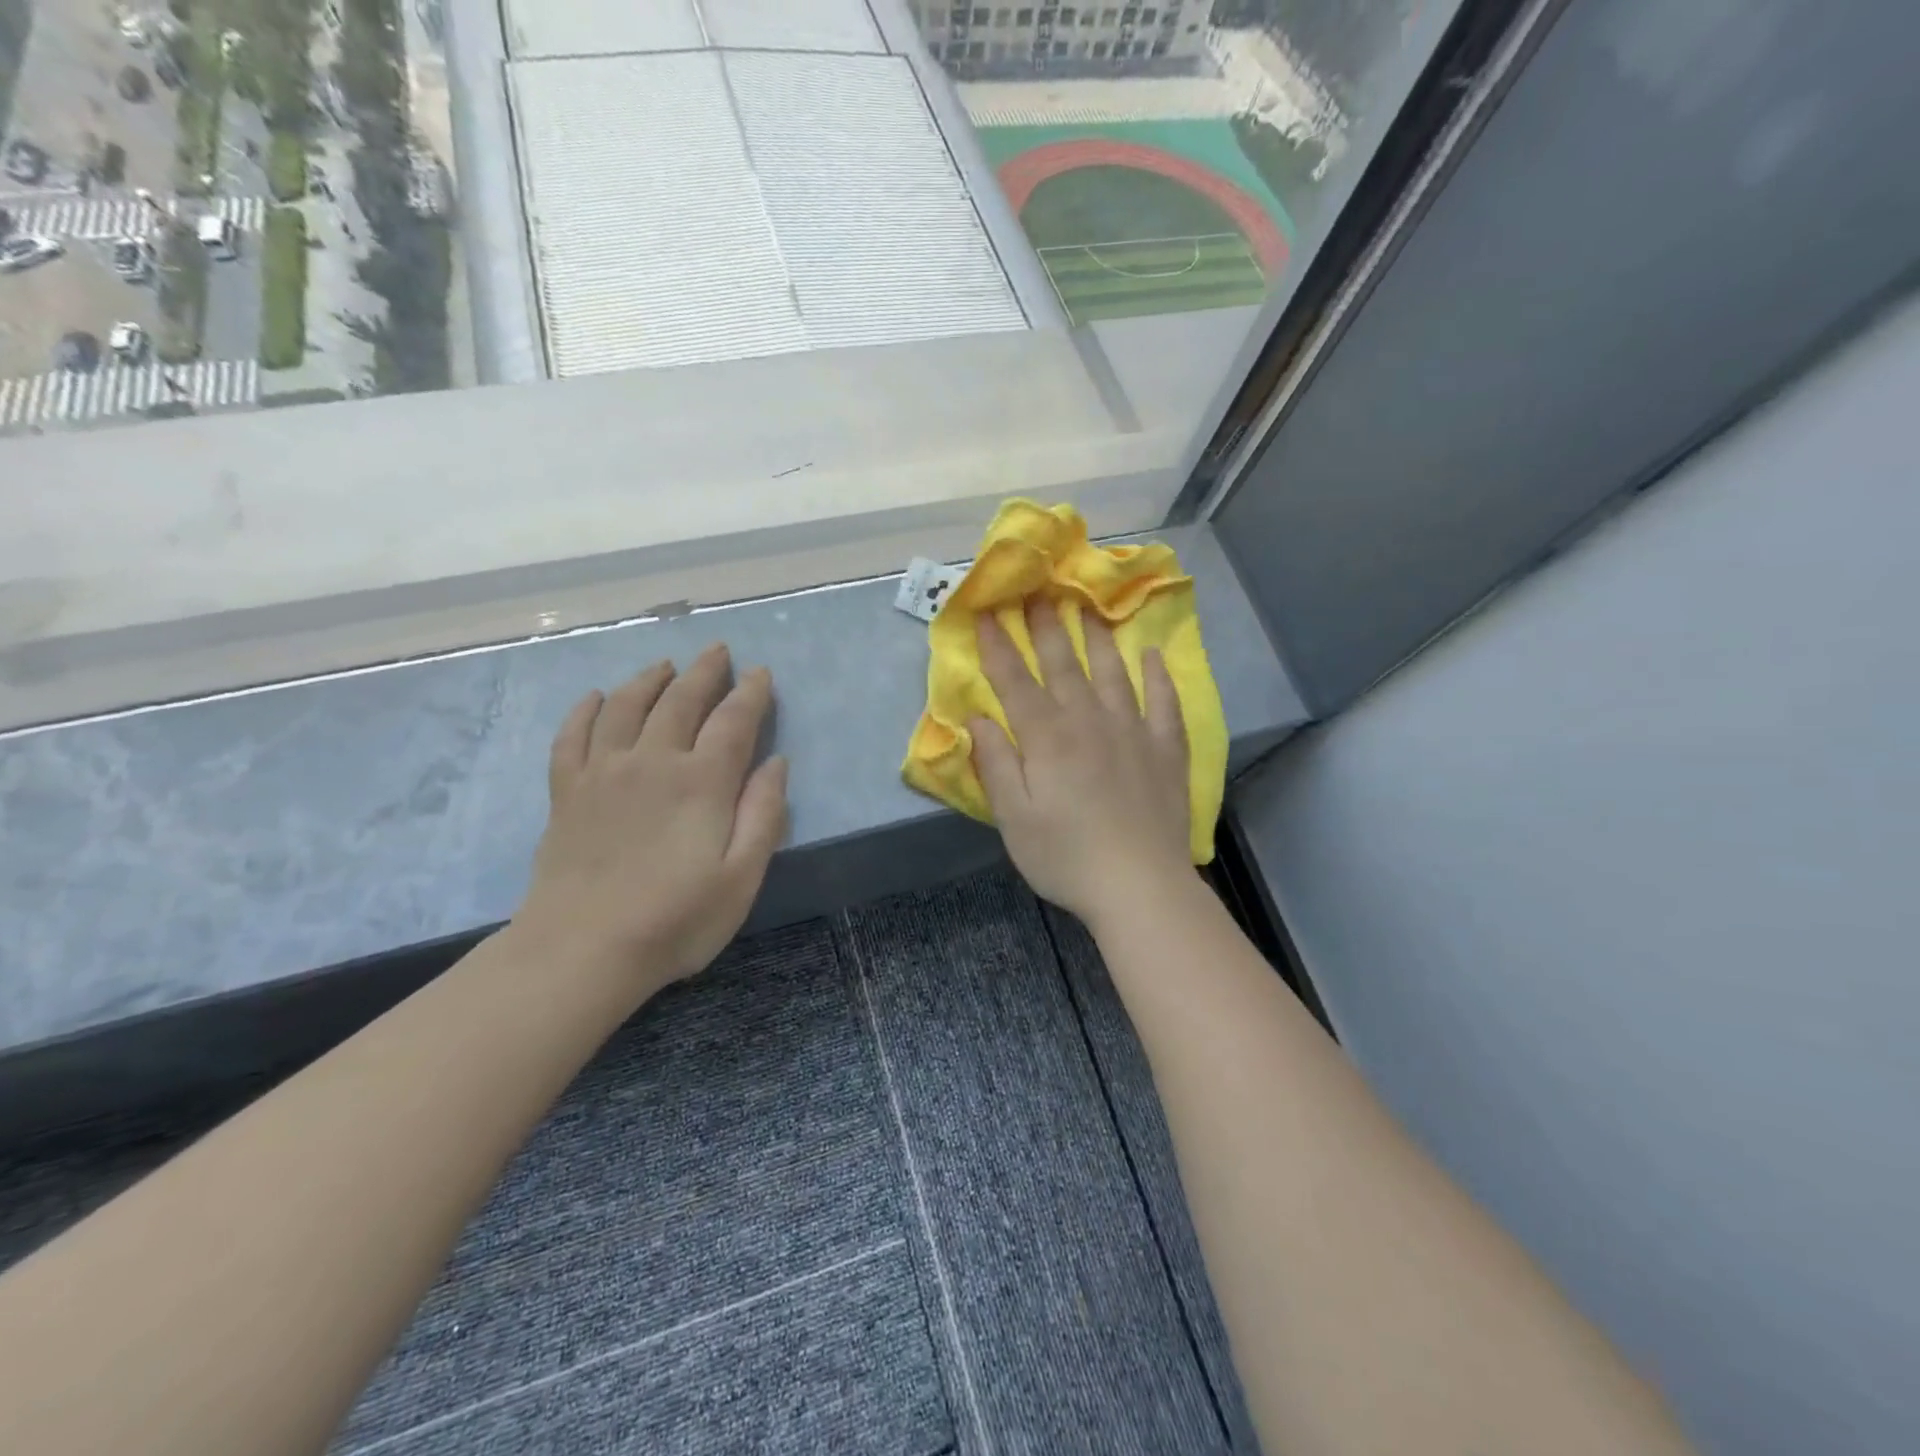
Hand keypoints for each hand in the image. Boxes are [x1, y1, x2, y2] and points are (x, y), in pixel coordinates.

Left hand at [513, 644, 789, 996]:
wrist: (580, 951)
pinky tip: (596, 697)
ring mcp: (603, 773)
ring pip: (627, 706)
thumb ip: (763, 815)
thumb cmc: (675, 920)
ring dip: (650, 678)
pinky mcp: (567, 791)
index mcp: (702, 782)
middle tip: (718, 650)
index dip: (751, 693)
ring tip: (666, 665)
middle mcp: (653, 762)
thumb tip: (776, 763)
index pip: (733, 721)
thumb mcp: (741, 878)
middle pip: (681, 700)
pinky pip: (573, 735)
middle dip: (705, 671)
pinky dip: (586, 710)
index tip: (761, 673)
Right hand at [971, 600, 1194, 930]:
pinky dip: (1158, 676)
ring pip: (1112, 672)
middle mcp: (1089, 721)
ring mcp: (1132, 731)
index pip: (1015, 682)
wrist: (1139, 885)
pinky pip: (1164, 702)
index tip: (988, 613)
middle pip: (1064, 664)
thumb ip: (996, 763)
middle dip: (1046, 626)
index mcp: (1047, 738)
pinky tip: (1153, 655)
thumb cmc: (1066, 856)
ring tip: (1089, 608)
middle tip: (1038, 590)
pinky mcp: (1165, 750)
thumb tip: (978, 718)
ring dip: (1098, 638)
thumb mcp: (1013, 818)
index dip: (999, 647)